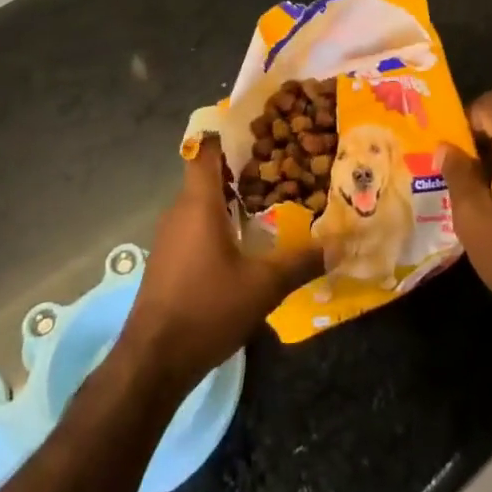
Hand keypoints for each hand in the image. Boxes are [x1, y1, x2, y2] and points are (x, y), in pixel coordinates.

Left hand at [119, 138, 323, 387]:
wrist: (152, 363)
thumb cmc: (206, 309)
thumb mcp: (262, 286)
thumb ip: (301, 262)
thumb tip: (339, 245)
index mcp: (198, 203)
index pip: (206, 150)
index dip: (228, 134)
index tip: (258, 129)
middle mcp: (179, 211)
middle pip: (208, 175)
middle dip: (241, 169)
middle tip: (279, 166)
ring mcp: (170, 237)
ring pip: (201, 203)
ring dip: (230, 200)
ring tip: (269, 201)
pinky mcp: (167, 261)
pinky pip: (195, 226)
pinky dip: (218, 223)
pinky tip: (244, 243)